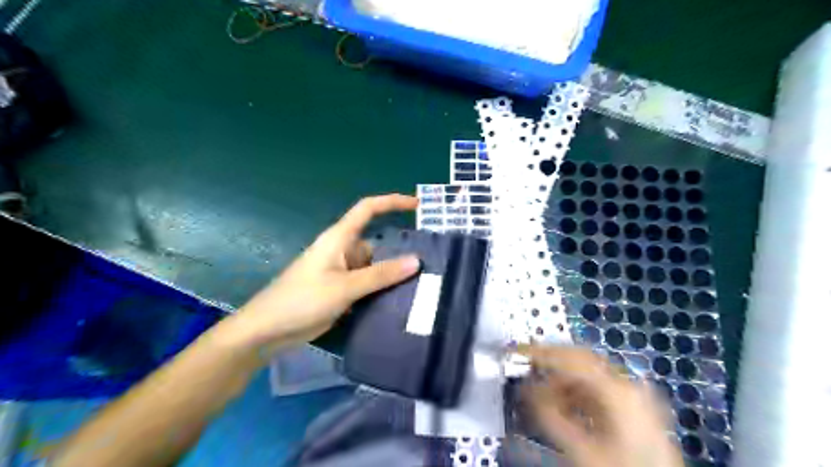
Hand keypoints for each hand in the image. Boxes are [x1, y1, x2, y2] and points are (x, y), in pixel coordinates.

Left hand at [214, 193, 422, 357]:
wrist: (268, 330)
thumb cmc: (302, 300)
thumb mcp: (344, 287)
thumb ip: (380, 275)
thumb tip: (416, 261)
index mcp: (339, 238)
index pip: (368, 209)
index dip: (392, 202)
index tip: (417, 205)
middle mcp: (343, 250)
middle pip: (377, 243)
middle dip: (401, 251)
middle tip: (431, 263)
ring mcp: (342, 272)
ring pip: (375, 267)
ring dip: (393, 274)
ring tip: (422, 284)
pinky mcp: (341, 290)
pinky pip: (368, 284)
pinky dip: (383, 289)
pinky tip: (401, 300)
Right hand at [517, 345, 681, 466]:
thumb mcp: (580, 448)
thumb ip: (549, 415)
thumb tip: (526, 389)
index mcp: (618, 389)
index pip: (571, 357)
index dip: (541, 352)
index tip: (517, 351)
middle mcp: (628, 384)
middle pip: (581, 360)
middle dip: (550, 363)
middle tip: (525, 366)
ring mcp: (634, 395)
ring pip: (589, 374)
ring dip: (562, 379)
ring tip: (541, 393)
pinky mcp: (634, 407)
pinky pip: (598, 388)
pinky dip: (576, 391)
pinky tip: (562, 404)